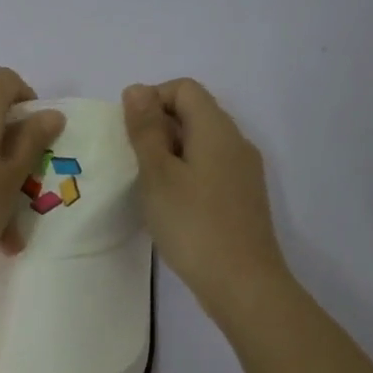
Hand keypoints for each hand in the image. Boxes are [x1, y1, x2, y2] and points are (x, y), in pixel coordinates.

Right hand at [123, 79, 291, 320]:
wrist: (242, 283)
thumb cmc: (193, 224)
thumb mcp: (158, 174)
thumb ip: (145, 129)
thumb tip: (137, 89)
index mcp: (217, 129)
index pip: (184, 88)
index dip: (152, 99)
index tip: (129, 132)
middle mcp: (236, 142)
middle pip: (195, 112)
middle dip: (158, 126)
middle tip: (132, 160)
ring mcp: (243, 171)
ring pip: (201, 142)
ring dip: (170, 152)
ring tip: (147, 183)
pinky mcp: (243, 197)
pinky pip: (210, 167)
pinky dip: (186, 172)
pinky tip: (170, 203)